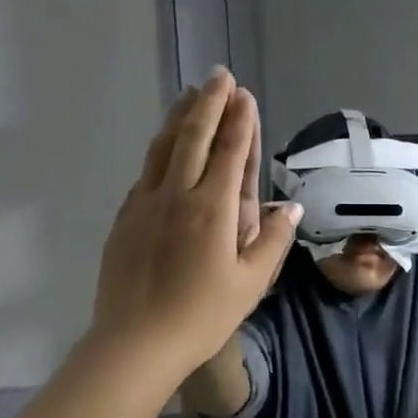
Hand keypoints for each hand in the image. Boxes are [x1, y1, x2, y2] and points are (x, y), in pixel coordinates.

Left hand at [89, 70, 299, 380]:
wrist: (136, 342)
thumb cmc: (202, 316)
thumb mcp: (251, 283)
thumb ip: (272, 240)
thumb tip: (292, 207)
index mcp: (212, 209)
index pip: (229, 153)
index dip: (239, 121)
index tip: (244, 94)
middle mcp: (176, 195)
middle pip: (193, 137)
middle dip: (209, 103)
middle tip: (218, 75)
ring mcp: (145, 203)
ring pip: (163, 147)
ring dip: (180, 117)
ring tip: (191, 93)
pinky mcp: (125, 217)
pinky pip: (146, 170)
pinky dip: (161, 147)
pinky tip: (165, 144)